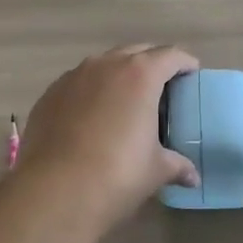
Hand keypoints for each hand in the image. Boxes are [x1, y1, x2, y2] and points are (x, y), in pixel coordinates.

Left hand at [12, 45, 200, 233]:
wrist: (54, 191)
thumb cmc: (117, 174)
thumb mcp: (155, 170)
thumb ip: (177, 165)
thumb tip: (192, 176)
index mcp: (140, 75)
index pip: (170, 56)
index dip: (184, 63)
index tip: (191, 73)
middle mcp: (106, 65)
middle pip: (136, 52)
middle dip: (152, 64)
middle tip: (162, 87)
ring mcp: (73, 76)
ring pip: (104, 64)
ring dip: (119, 75)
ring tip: (126, 100)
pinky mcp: (50, 94)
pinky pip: (78, 83)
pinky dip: (91, 91)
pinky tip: (92, 116)